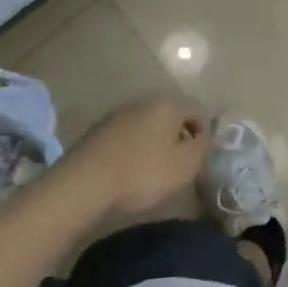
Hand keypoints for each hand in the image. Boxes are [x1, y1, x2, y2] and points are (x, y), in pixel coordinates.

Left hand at [63, 97, 209, 216]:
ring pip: (147, 124)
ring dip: (155, 142)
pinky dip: (134, 148)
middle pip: (171, 115)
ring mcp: (118, 114)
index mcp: (168, 105)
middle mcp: (144, 101)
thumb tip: (205, 136)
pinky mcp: (98, 130)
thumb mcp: (184, 166)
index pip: (198, 110)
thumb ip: (202, 147)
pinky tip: (129, 170)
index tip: (200, 157)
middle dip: (179, 136)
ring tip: (154, 170)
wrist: (83, 184)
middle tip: (180, 164)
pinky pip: (127, 135)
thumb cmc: (142, 173)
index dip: (204, 133)